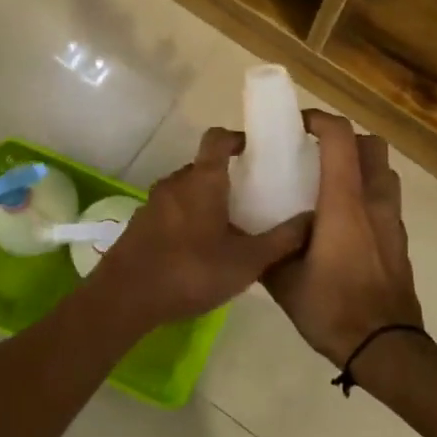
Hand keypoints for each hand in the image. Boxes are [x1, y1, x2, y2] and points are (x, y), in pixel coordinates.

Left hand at [86, 128, 310, 331]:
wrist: (124, 298)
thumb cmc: (190, 271)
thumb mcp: (246, 262)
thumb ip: (281, 241)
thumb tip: (312, 219)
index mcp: (202, 180)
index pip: (217, 138)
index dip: (237, 138)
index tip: (255, 151)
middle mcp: (175, 183)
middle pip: (203, 167)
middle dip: (227, 177)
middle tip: (252, 198)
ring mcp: (153, 203)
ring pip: (187, 191)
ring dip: (206, 201)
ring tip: (230, 227)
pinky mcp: (140, 224)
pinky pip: (171, 211)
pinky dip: (188, 219)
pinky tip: (200, 249)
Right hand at [263, 111, 422, 365]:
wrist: (385, 347)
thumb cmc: (332, 308)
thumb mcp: (284, 280)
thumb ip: (269, 249)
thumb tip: (254, 234)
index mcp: (344, 203)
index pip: (341, 139)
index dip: (320, 120)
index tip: (297, 125)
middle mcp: (374, 202)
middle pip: (372, 146)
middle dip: (346, 139)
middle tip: (317, 155)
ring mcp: (392, 222)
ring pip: (384, 172)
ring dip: (361, 167)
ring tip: (330, 186)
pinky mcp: (399, 242)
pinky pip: (386, 201)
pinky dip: (368, 195)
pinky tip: (345, 223)